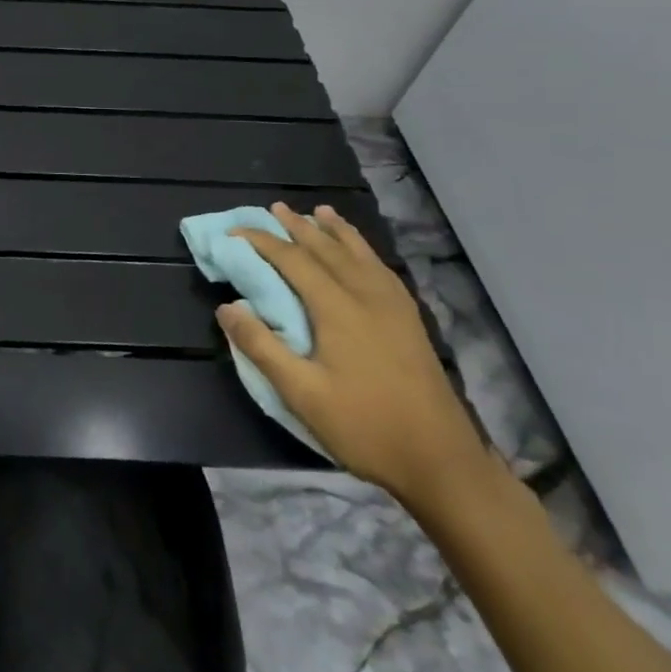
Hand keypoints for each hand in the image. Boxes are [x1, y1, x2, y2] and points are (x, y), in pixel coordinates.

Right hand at [218, 203, 491, 509]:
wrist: (443, 463)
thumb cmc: (365, 427)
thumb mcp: (302, 394)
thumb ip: (262, 347)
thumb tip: (227, 307)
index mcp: (338, 309)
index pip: (293, 261)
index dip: (262, 242)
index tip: (235, 233)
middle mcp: (366, 297)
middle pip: (327, 249)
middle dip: (298, 227)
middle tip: (274, 208)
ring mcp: (394, 308)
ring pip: (359, 255)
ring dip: (336, 231)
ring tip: (320, 212)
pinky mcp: (411, 322)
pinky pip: (382, 270)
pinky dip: (365, 251)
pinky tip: (362, 253)